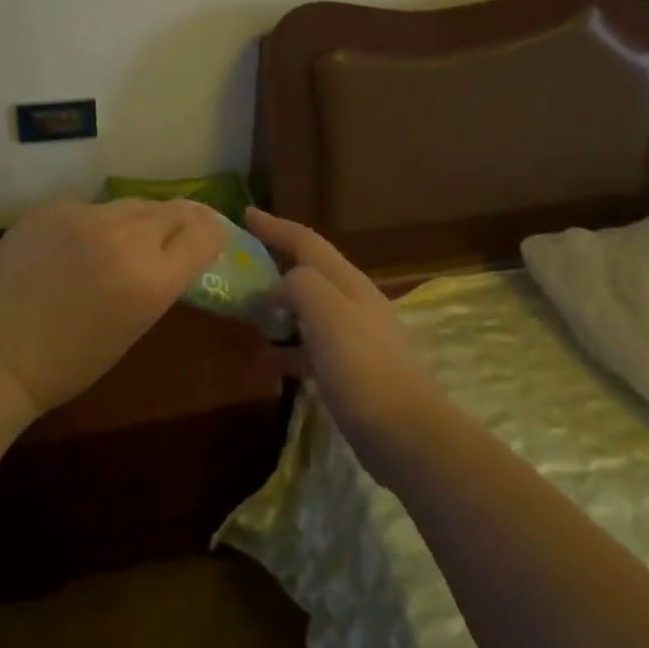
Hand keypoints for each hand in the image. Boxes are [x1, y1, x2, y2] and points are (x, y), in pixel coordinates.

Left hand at [0, 199, 223, 423]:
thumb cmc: (68, 363)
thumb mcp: (133, 326)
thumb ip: (158, 282)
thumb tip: (171, 252)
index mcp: (152, 279)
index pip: (204, 234)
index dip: (211, 233)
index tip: (208, 237)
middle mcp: (126, 238)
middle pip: (174, 210)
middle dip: (180, 221)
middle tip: (174, 232)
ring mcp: (86, 217)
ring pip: (132, 204)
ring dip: (138, 220)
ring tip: (122, 240)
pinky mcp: (53, 208)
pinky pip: (90, 209)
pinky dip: (92, 225)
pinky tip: (73, 248)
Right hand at [244, 208, 452, 488]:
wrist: (405, 433)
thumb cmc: (362, 367)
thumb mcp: (327, 314)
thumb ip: (300, 285)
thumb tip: (279, 286)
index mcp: (348, 281)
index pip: (307, 242)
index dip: (276, 226)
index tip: (246, 214)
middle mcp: (354, 301)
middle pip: (310, 271)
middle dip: (277, 261)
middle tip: (243, 261)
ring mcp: (356, 337)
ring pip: (310, 308)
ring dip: (280, 304)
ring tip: (247, 310)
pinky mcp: (352, 371)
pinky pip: (312, 346)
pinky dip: (289, 346)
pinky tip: (268, 361)